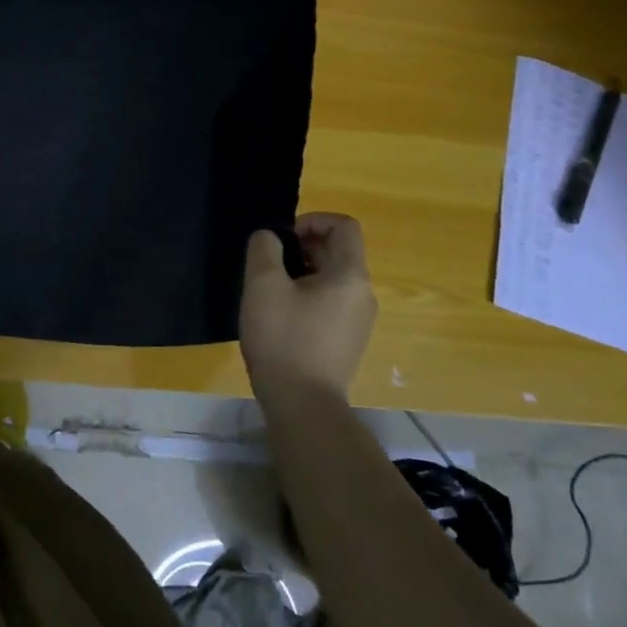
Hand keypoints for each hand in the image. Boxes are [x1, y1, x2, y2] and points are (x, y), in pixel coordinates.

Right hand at [239, 213, 376, 403]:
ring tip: (271, 290)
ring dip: (302, 271)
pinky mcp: (348, 341)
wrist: (303, 406)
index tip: (282, 238)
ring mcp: (359, 321)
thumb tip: (270, 238)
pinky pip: (331, 303)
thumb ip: (264, 248)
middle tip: (269, 263)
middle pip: (338, 251)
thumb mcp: (263, 284)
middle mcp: (363, 295)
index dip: (312, 220)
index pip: (344, 226)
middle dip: (302, 247)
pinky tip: (281, 315)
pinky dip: (308, 296)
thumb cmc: (284, 339)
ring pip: (332, 278)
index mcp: (351, 276)